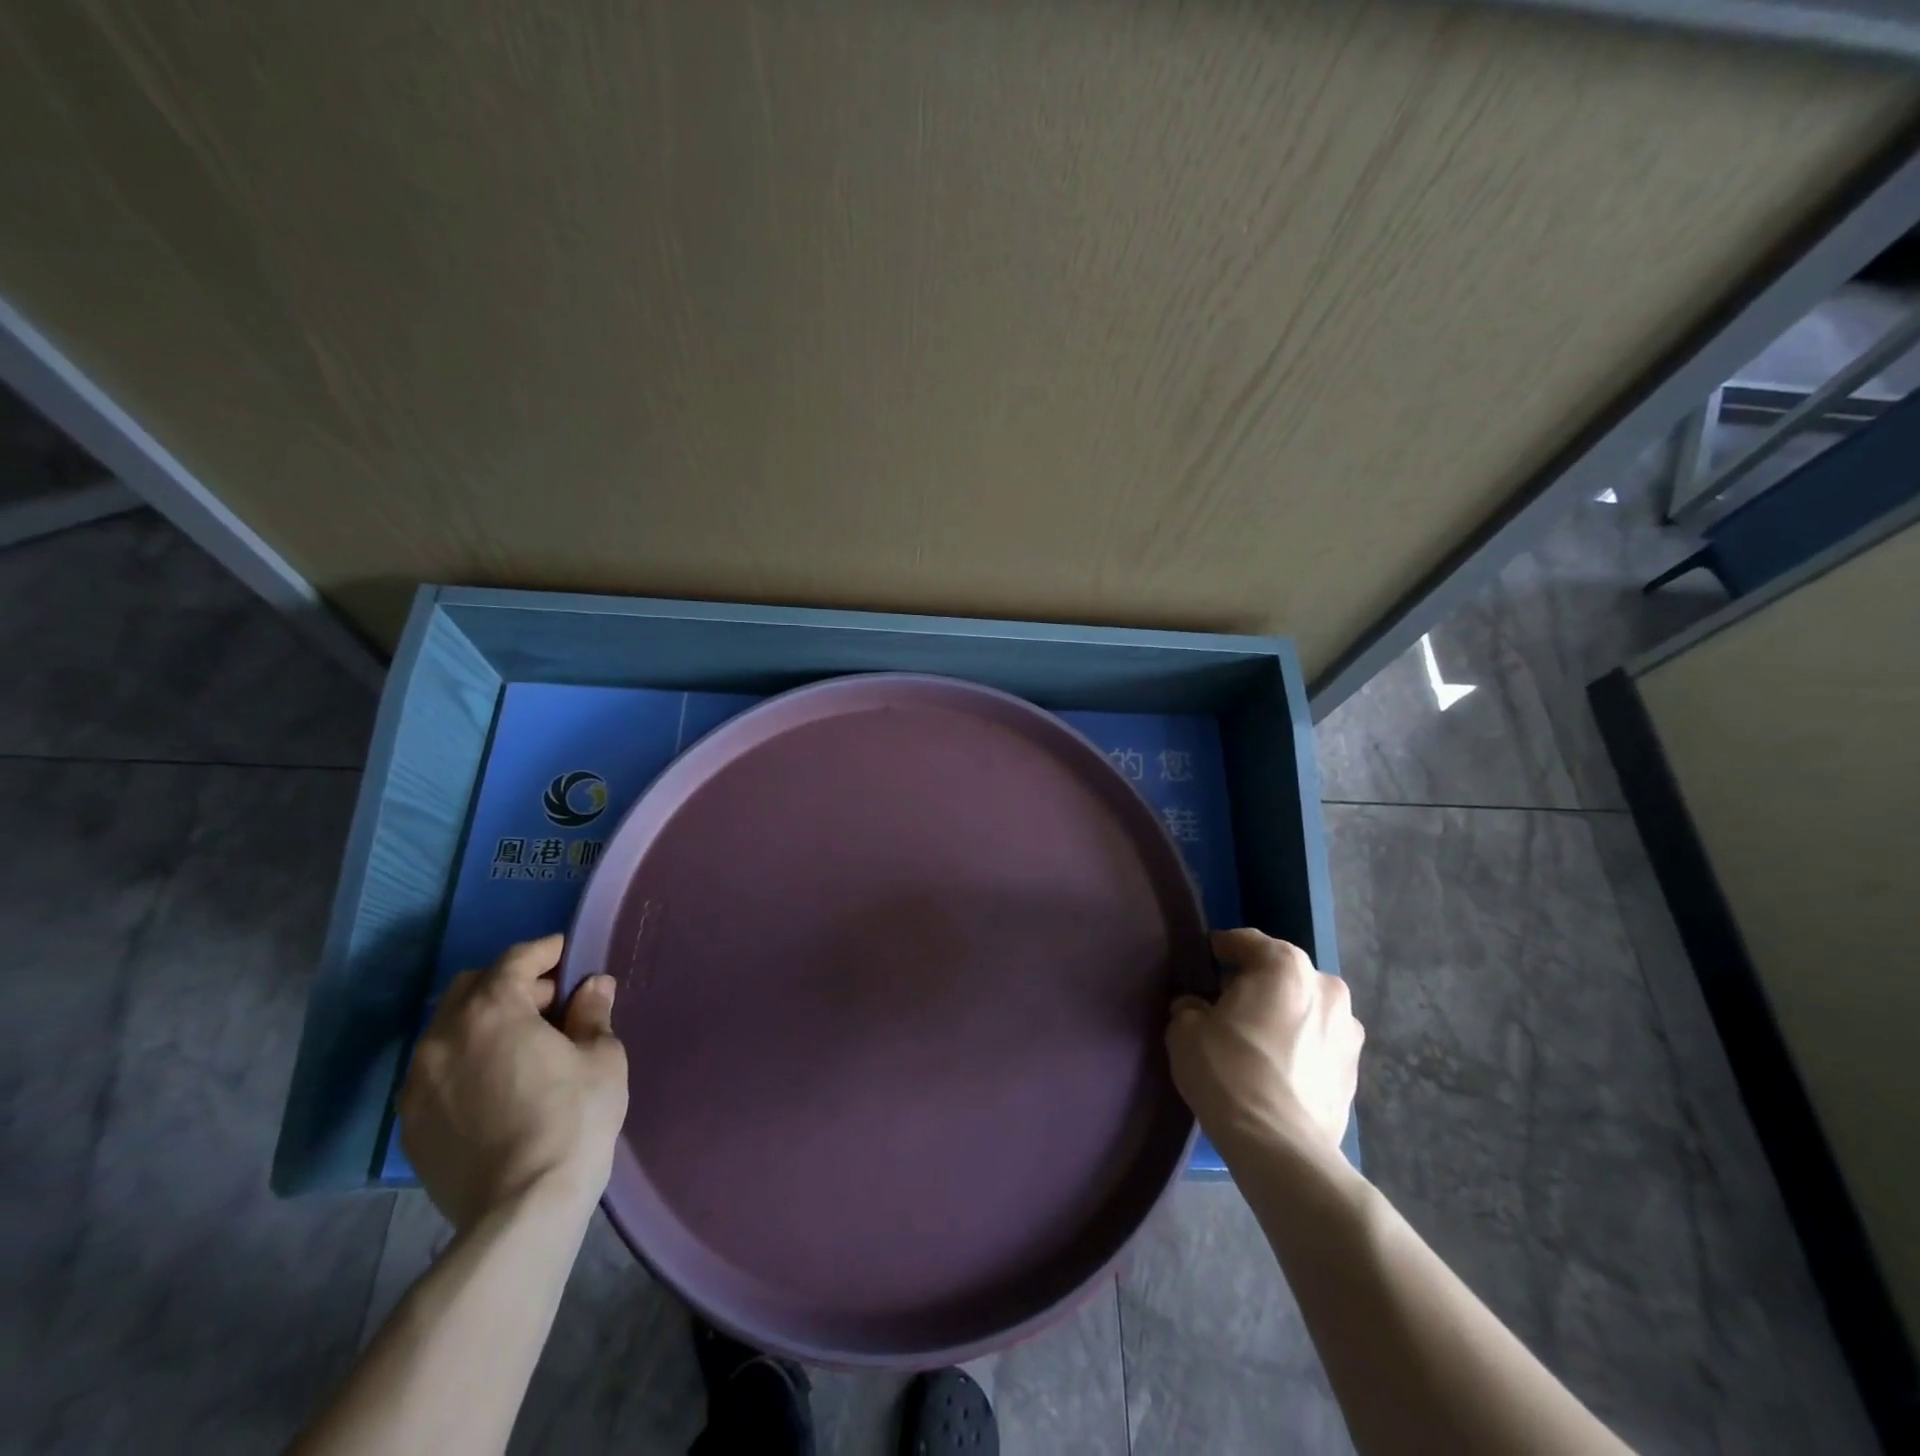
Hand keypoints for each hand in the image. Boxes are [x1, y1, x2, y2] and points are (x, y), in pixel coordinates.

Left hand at [400, 935, 628, 1229]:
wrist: (522, 1209)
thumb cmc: (572, 1119)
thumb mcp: (601, 1057)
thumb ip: (592, 1013)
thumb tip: (592, 987)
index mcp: (490, 1012)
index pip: (514, 960)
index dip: (544, 951)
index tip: (566, 954)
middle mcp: (443, 1038)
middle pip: (471, 987)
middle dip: (511, 984)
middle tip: (550, 1003)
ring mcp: (418, 1083)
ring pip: (448, 1029)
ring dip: (484, 1021)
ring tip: (523, 1044)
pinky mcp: (411, 1123)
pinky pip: (436, 1070)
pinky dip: (465, 1059)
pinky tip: (497, 1082)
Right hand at [1166, 929, 1361, 1157]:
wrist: (1281, 1148)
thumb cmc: (1229, 1073)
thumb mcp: (1186, 1030)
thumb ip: (1189, 1006)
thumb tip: (1196, 1008)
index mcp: (1285, 966)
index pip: (1246, 941)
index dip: (1221, 950)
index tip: (1205, 963)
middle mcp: (1326, 987)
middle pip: (1281, 974)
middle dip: (1255, 984)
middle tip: (1226, 1006)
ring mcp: (1348, 1030)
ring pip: (1304, 1008)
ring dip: (1282, 1015)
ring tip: (1255, 1041)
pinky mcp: (1354, 1070)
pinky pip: (1318, 1043)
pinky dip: (1299, 1046)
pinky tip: (1276, 1069)